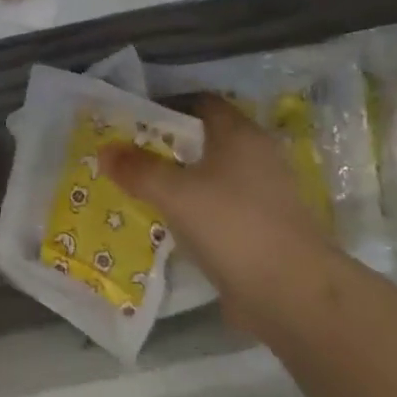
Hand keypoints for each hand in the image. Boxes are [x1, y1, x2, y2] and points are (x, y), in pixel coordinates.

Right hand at [102, 96, 339, 341]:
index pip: (201, 103)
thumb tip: (105, 150)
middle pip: (204, 140)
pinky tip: (166, 224)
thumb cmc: (232, 225)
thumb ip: (138, 169)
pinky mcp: (260, 229)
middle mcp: (256, 157)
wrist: (291, 292)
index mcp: (240, 135)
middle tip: (127, 156)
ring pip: (210, 177)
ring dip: (178, 181)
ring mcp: (262, 195)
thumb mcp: (175, 193)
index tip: (132, 120)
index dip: (166, 106)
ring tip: (138, 189)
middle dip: (165, 146)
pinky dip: (192, 210)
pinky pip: (217, 208)